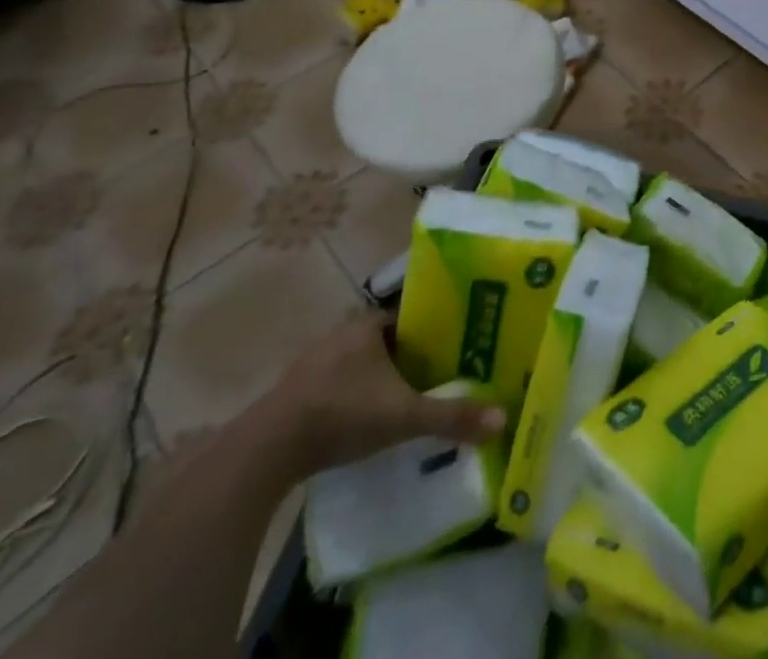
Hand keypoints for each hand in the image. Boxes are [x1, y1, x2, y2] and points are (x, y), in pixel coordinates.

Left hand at [262, 316, 504, 477]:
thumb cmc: (341, 414)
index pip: (411, 315)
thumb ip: (452, 416)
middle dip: (410, 357)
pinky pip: (338, 387)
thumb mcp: (404, 416)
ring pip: (360, 365)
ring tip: (408, 400)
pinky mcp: (294, 396)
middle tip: (440, 375)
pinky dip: (355, 398)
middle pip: (387, 341)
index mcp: (368, 325)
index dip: (434, 328)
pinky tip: (367, 421)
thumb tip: (503, 418)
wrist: (264, 452)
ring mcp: (313, 365)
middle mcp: (341, 335)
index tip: (458, 344)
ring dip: (380, 379)